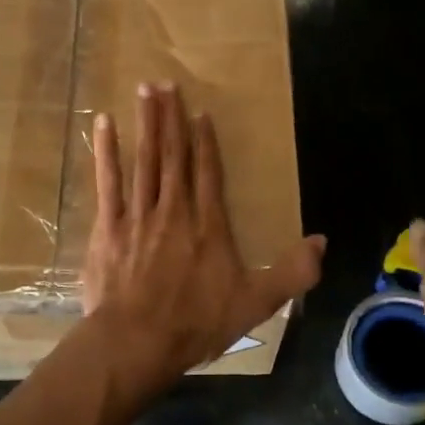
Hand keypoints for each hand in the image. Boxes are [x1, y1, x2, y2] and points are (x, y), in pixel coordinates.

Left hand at [83, 83, 324, 385]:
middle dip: (171, 118)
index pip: (208, 173)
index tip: (200, 113)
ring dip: (146, 124)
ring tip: (145, 91)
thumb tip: (321, 241)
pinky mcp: (109, 228)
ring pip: (144, 160)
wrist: (137, 341)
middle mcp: (175, 211)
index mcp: (208, 226)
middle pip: (174, 156)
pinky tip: (104, 124)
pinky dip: (106, 152)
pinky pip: (108, 181)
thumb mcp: (257, 303)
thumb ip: (292, 272)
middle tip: (166, 83)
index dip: (205, 142)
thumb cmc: (196, 323)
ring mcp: (139, 216)